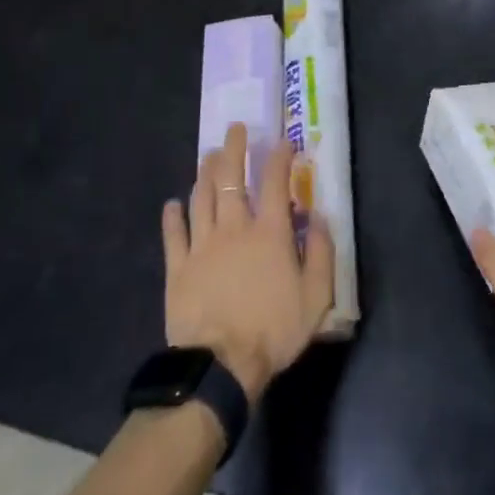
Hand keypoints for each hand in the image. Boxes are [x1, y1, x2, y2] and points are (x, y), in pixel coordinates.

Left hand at [162, 123, 335, 402]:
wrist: (220, 366)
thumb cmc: (273, 330)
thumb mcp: (316, 296)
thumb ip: (322, 253)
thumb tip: (321, 217)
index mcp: (270, 233)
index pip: (275, 182)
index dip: (280, 157)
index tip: (284, 141)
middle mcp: (235, 228)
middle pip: (231, 179)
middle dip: (234, 149)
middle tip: (234, 129)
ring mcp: (202, 246)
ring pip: (201, 198)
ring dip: (206, 173)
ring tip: (209, 155)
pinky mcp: (178, 268)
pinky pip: (173, 235)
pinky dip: (173, 216)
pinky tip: (173, 203)